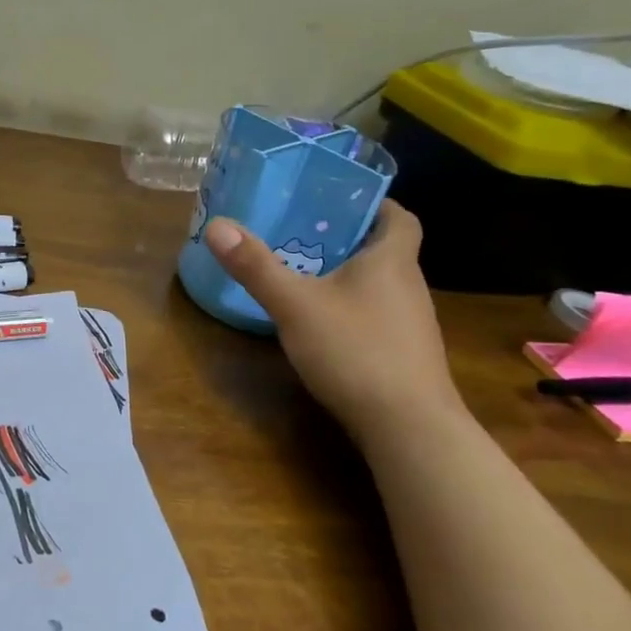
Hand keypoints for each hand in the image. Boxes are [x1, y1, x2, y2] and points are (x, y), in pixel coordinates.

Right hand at [202, 201, 459, 436]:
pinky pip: (379, 318)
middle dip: (348, 239)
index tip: (339, 201)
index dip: (374, 204)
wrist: (409, 428)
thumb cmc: (356, 351)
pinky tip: (325, 328)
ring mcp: (412, 326)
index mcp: (392, 261)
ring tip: (306, 276)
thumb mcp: (295, 305)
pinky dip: (354, 312)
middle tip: (304, 234)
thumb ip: (256, 266)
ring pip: (381, 287)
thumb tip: (217, 225)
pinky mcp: (406, 357)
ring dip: (350, 278)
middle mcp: (410, 287)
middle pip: (385, 251)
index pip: (399, 217)